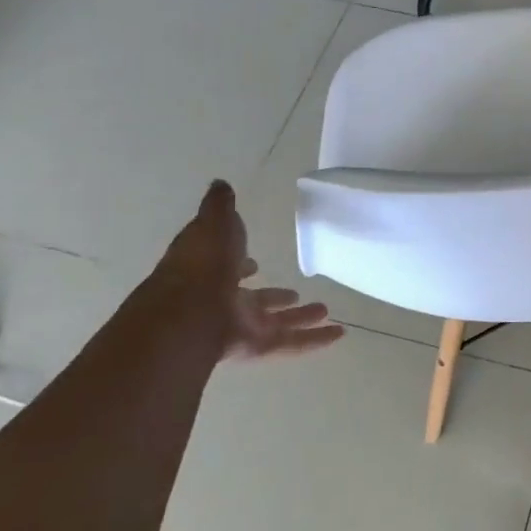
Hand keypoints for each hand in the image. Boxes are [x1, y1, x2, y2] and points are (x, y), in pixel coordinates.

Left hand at [157, 181, 344, 358]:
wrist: (191, 311)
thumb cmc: (203, 262)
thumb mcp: (213, 222)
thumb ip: (220, 206)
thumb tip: (220, 184)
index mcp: (209, 272)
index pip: (227, 268)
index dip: (239, 265)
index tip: (253, 264)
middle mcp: (224, 301)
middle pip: (255, 300)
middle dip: (274, 296)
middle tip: (295, 293)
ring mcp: (241, 326)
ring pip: (277, 322)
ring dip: (301, 317)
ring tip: (325, 310)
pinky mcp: (258, 346)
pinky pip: (292, 343)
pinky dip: (315, 340)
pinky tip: (339, 334)